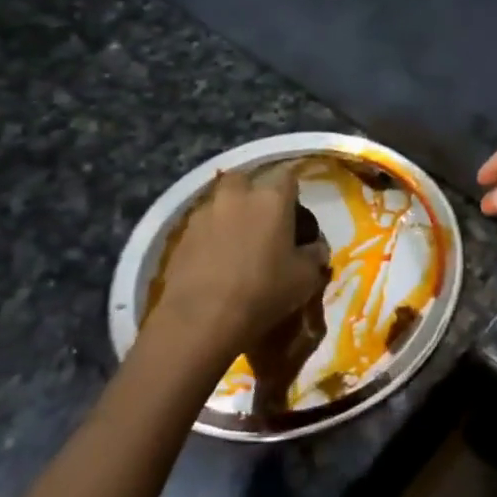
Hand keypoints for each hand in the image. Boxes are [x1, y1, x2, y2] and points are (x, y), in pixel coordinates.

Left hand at [141, 168, 330, 374]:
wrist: (200, 320)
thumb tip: (315, 247)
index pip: (288, 176)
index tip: (296, 213)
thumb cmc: (263, 292)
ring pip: (222, 200)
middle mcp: (237, 195)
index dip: (293, 192)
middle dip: (256, 194)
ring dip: (231, 212)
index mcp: (272, 198)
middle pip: (248, 180)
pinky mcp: (181, 234)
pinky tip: (217, 257)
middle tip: (264, 220)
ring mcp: (205, 212)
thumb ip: (315, 255)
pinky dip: (212, 233)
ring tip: (238, 240)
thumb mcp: (305, 278)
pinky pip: (203, 223)